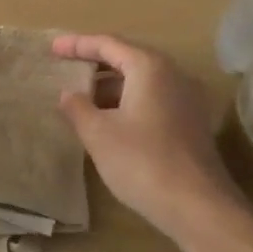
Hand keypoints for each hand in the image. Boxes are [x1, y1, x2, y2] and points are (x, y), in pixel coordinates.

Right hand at [52, 33, 252, 244]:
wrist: (199, 207)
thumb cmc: (143, 162)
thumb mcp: (99, 134)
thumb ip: (78, 107)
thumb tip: (68, 93)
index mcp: (149, 67)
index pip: (107, 44)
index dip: (77, 44)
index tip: (53, 48)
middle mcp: (173, 73)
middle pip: (127, 57)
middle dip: (95, 63)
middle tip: (67, 68)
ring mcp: (187, 98)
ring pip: (142, 80)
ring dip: (111, 86)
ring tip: (83, 99)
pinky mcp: (192, 122)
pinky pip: (154, 98)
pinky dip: (129, 101)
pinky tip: (111, 121)